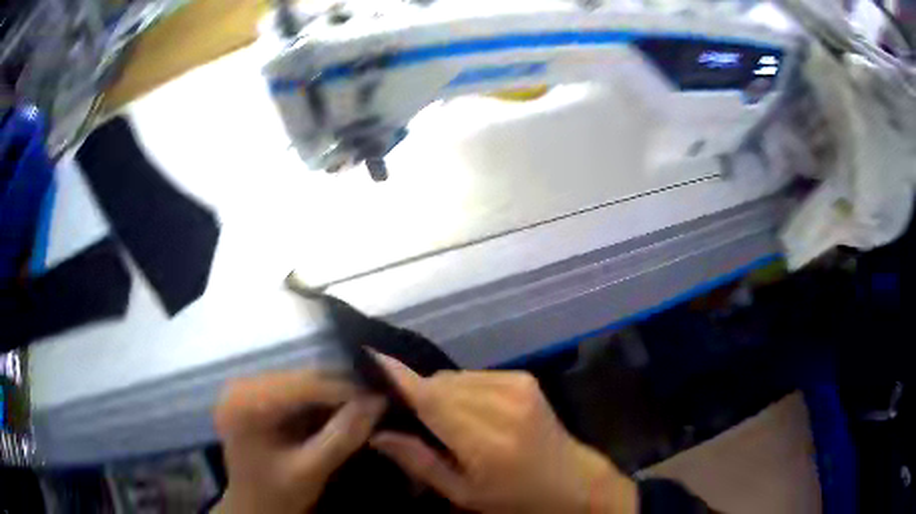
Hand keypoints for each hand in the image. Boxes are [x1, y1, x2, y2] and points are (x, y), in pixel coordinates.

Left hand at [212, 370, 385, 513]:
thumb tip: (378, 401)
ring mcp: (247, 390)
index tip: (381, 396)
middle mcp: (242, 387)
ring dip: (332, 392)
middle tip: (376, 399)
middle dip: (340, 388)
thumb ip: (343, 436)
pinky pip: (294, 390)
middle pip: (301, 378)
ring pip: (300, 381)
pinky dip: (318, 400)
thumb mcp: (311, 470)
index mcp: (247, 404)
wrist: (253, 507)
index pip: (303, 385)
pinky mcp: (255, 397)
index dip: (345, 388)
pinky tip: (339, 409)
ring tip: (363, 403)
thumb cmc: (276, 494)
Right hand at [370, 355, 637, 513]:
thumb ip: (419, 461)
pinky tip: (468, 412)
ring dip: (440, 393)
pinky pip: (474, 376)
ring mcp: (517, 385)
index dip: (399, 378)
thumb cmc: (515, 497)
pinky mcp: (523, 378)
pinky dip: (461, 389)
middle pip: (440, 384)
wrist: (571, 479)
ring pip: (455, 377)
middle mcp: (503, 404)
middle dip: (418, 395)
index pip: (433, 400)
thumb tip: (377, 433)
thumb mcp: (463, 493)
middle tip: (409, 419)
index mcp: (487, 441)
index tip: (369, 357)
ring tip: (443, 421)